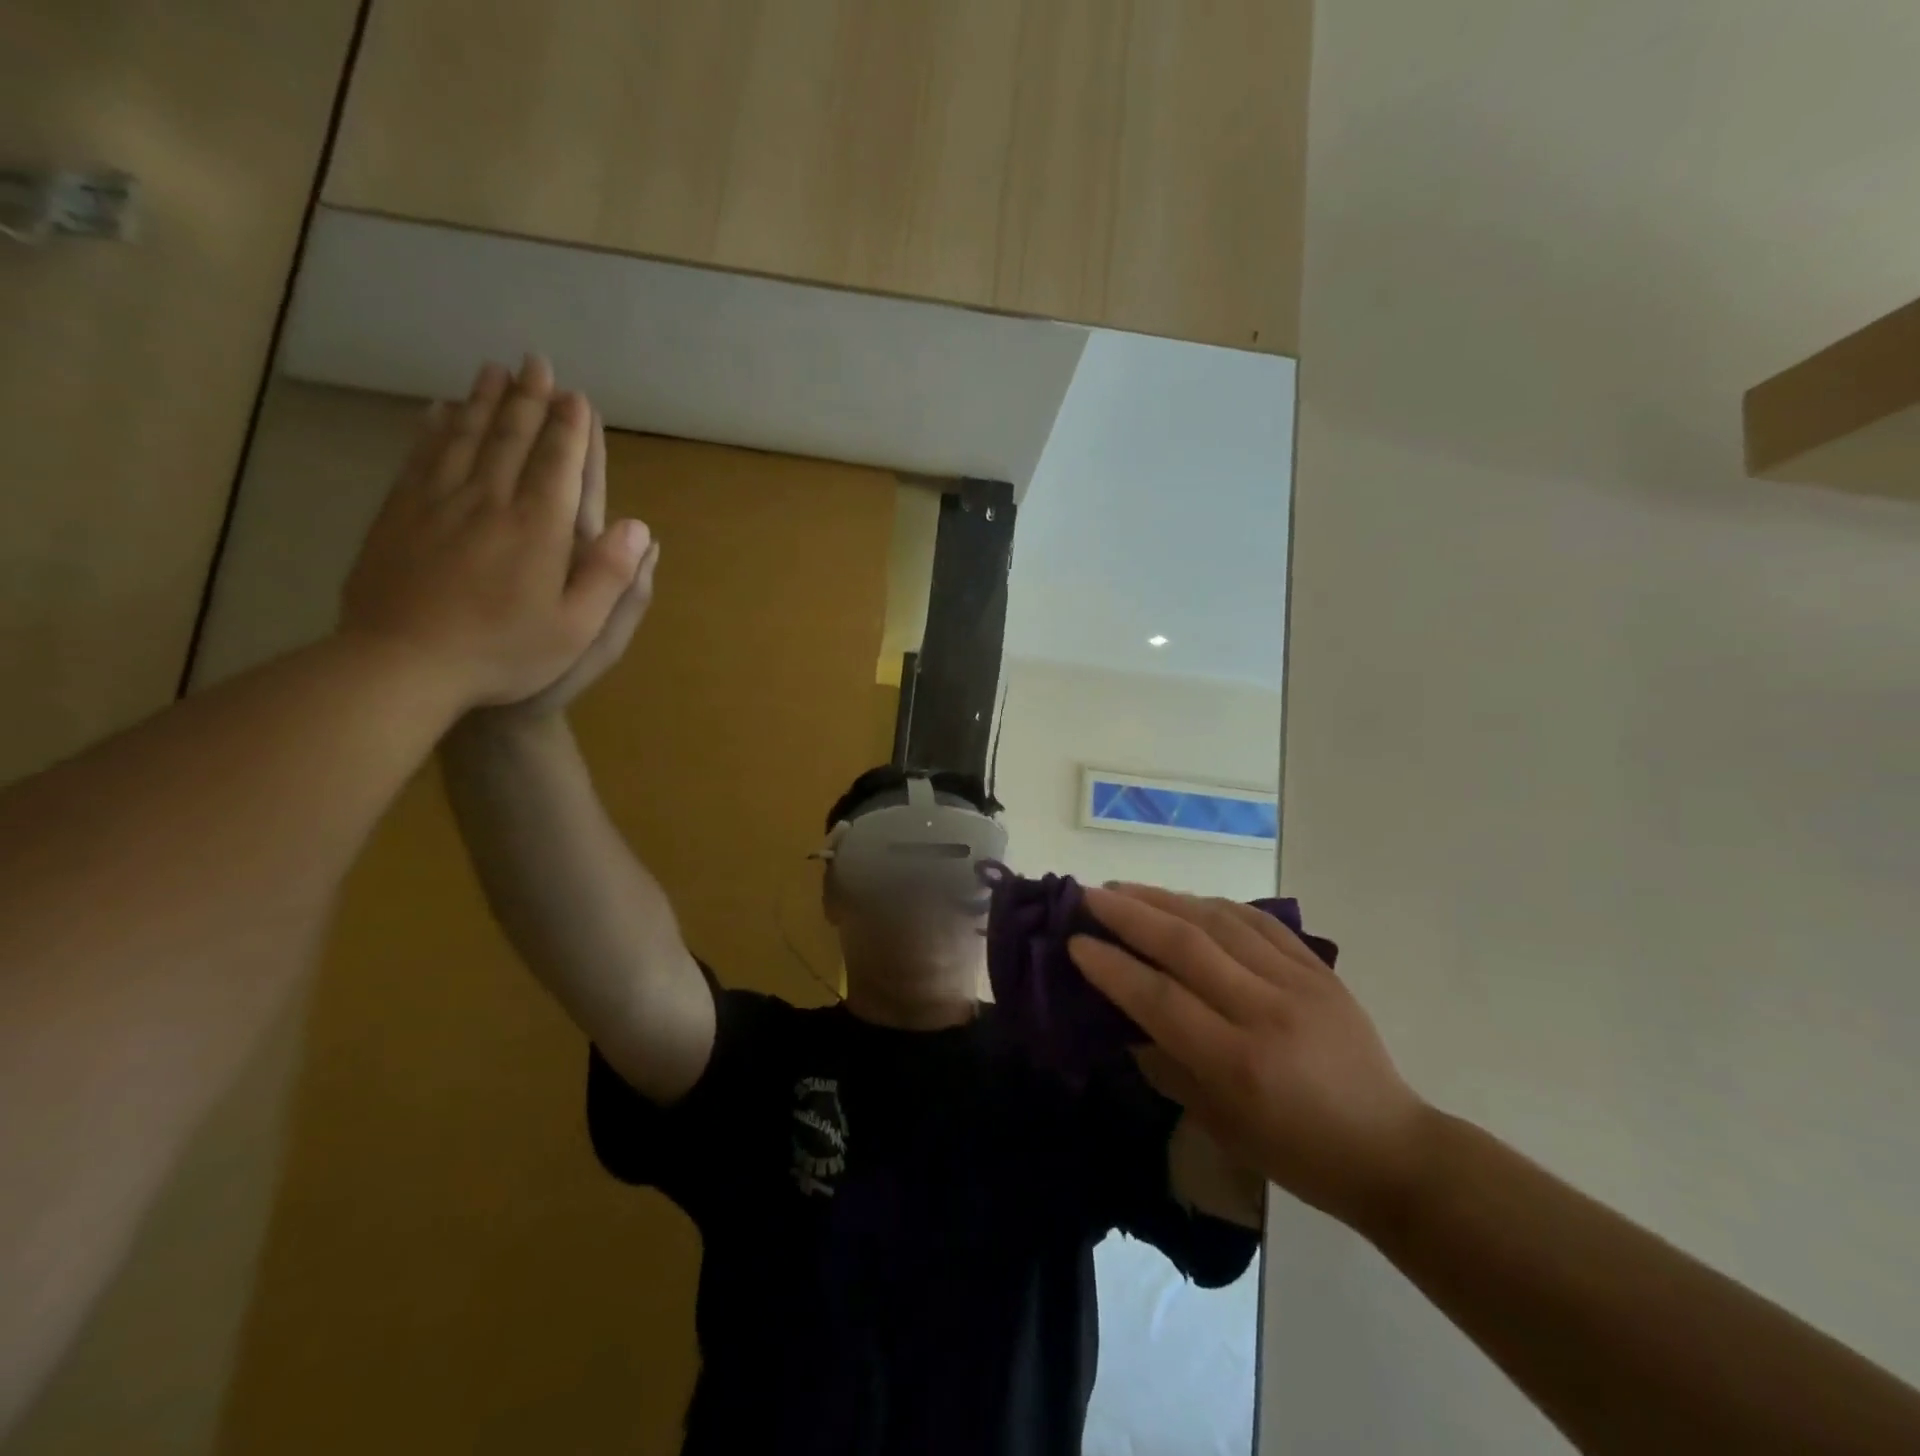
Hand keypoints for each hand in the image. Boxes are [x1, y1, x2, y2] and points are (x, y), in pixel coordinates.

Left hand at [339, 357, 648, 710]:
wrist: (402, 665)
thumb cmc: (504, 652)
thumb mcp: (577, 629)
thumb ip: (611, 576)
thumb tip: (641, 528)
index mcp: (538, 530)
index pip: (558, 466)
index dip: (569, 430)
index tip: (576, 397)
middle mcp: (489, 503)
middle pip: (511, 439)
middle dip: (528, 400)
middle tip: (536, 363)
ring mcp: (437, 504)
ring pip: (464, 438)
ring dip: (483, 402)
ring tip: (494, 370)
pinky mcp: (398, 515)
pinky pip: (421, 457)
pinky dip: (434, 428)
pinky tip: (439, 410)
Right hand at [1073, 885, 1432, 1231]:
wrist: (1390, 1149)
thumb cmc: (1296, 1153)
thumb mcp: (1218, 1124)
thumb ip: (1167, 1063)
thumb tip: (1124, 1015)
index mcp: (1238, 1063)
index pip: (1159, 998)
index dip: (1111, 966)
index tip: (1074, 942)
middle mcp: (1266, 1012)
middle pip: (1185, 944)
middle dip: (1129, 914)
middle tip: (1088, 895)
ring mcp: (1298, 983)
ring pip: (1219, 921)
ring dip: (1165, 898)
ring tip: (1125, 888)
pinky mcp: (1319, 969)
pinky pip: (1259, 921)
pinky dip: (1215, 904)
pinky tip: (1186, 898)